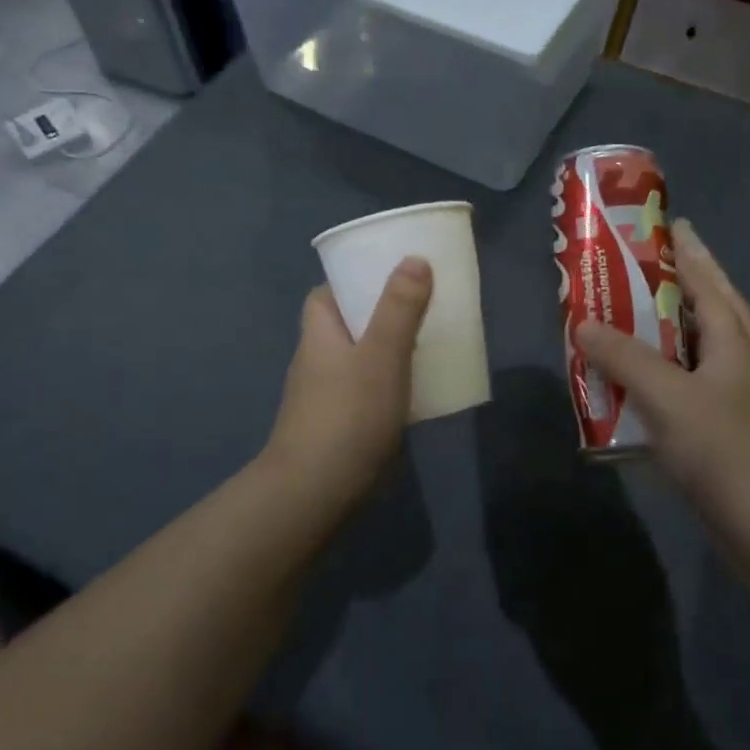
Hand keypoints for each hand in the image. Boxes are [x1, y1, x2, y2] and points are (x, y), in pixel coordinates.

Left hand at [262, 258, 432, 494]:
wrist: (318, 491)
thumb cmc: (348, 413)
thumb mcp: (381, 353)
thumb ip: (400, 308)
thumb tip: (414, 258)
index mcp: (319, 331)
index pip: (328, 291)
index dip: (356, 277)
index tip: (392, 271)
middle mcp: (318, 357)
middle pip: (350, 322)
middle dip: (383, 311)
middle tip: (425, 303)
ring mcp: (328, 393)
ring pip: (363, 356)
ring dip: (391, 347)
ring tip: (432, 339)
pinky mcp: (343, 422)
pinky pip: (370, 388)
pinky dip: (392, 381)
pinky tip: (420, 388)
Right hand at [576, 220, 749, 496]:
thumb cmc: (720, 445)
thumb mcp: (666, 394)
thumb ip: (623, 357)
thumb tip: (583, 324)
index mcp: (729, 342)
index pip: (706, 285)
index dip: (684, 257)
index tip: (664, 230)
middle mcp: (729, 364)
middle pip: (694, 318)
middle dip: (662, 297)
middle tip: (623, 279)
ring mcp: (723, 401)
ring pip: (680, 358)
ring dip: (649, 343)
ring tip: (611, 328)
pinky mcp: (712, 434)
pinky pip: (674, 392)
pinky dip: (648, 383)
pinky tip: (620, 390)